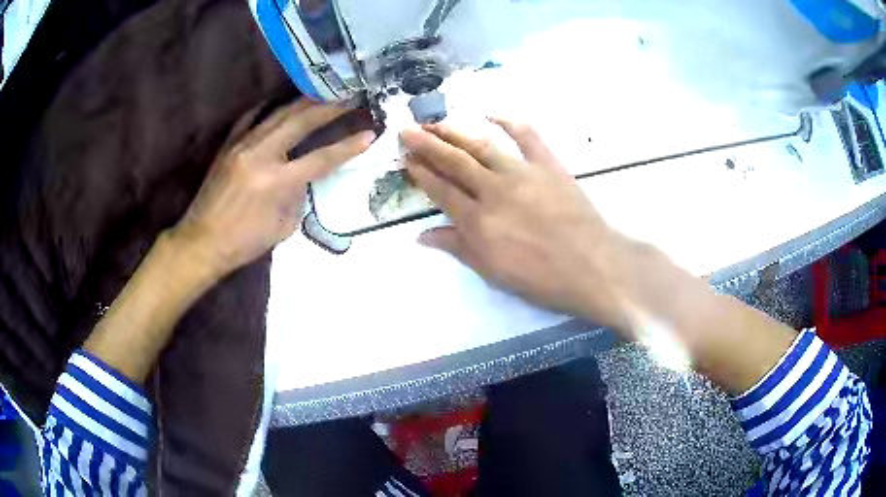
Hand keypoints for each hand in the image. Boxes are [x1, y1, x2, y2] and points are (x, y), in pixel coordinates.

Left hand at [171, 99, 373, 278]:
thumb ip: (298, 196)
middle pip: (302, 121)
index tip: (370, 134)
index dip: (348, 146)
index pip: (322, 158)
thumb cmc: (244, 242)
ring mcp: (242, 145)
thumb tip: (305, 176)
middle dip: (330, 108)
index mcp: (277, 182)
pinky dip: (269, 109)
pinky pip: (252, 118)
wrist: (202, 241)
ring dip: (305, 102)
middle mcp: (261, 155)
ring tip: (324, 95)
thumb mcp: (283, 227)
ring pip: (279, 113)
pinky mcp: (229, 145)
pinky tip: (281, 104)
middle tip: (350, 98)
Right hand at [400, 119, 631, 329]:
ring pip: (481, 145)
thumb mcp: (494, 272)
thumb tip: (421, 235)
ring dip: (455, 132)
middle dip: (426, 144)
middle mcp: (494, 190)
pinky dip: (508, 121)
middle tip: (407, 130)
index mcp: (478, 221)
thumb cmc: (542, 278)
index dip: (420, 173)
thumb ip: (458, 248)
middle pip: (454, 161)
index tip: (405, 158)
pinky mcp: (548, 164)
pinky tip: (490, 113)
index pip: (440, 190)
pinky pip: (526, 135)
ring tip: (435, 122)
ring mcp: (522, 172)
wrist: (593, 266)